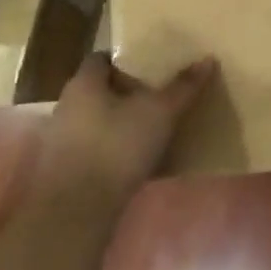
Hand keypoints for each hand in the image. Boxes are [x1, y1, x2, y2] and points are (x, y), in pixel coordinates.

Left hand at [38, 52, 217, 201]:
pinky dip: (114, 148)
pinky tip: (138, 161)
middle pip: (100, 89)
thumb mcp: (159, 113)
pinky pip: (95, 148)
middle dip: (127, 93)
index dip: (127, 61)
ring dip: (121, 123)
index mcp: (84, 82)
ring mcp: (63, 139)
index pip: (102, 58)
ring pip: (98, 120)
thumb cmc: (116, 147)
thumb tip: (207, 59)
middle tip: (159, 97)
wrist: (76, 211)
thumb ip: (183, 87)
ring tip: (154, 130)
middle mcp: (68, 104)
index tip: (152, 69)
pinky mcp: (66, 169)